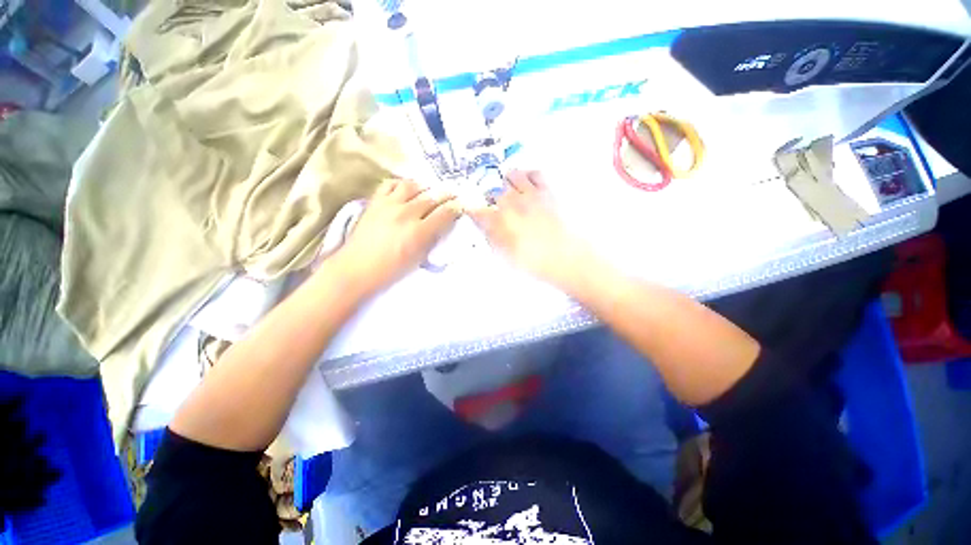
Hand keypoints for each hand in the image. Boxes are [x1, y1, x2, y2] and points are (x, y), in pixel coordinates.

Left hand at [335, 179, 459, 295]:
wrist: (356, 268)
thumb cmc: (390, 270)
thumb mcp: (418, 259)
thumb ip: (431, 240)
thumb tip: (441, 226)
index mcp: (419, 232)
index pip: (444, 213)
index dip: (455, 208)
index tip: (460, 207)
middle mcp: (406, 214)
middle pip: (432, 197)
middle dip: (446, 195)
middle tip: (452, 195)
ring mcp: (389, 205)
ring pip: (412, 186)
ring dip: (425, 187)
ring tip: (429, 191)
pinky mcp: (375, 202)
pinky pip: (390, 184)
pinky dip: (401, 184)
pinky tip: (406, 190)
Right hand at [469, 170, 589, 287]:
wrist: (567, 258)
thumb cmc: (536, 263)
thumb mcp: (507, 258)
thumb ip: (493, 240)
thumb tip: (485, 229)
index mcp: (501, 221)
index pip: (479, 211)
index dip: (473, 211)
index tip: (471, 211)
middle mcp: (513, 203)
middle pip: (494, 191)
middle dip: (489, 196)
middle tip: (491, 202)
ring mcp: (531, 195)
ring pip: (513, 176)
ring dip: (507, 181)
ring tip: (508, 188)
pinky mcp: (548, 192)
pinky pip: (536, 174)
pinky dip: (529, 174)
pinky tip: (528, 182)